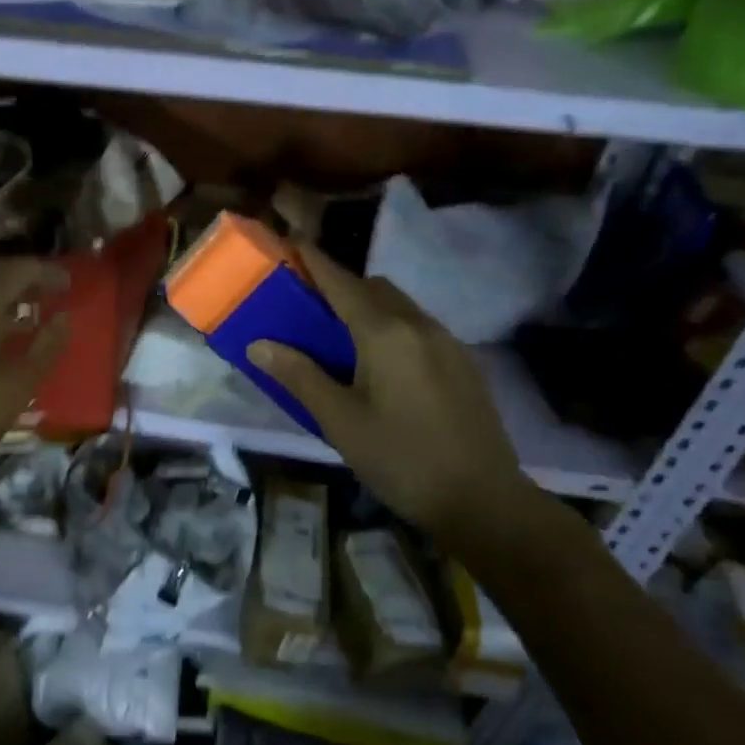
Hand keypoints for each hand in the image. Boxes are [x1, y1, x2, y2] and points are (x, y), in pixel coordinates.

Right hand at [247, 244, 530, 542]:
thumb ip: (299, 376)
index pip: (341, 282)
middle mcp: (419, 325)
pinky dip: (391, 327)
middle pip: (374, 287)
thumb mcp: (340, 421)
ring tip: (341, 339)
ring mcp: (447, 342)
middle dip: (340, 285)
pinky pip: (418, 327)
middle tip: (308, 308)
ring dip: (368, 307)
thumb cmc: (402, 460)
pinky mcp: (463, 362)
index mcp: (385, 333)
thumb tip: (259, 343)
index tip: (289, 243)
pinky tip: (382, 367)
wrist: (485, 501)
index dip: (313, 260)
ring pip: (399, 306)